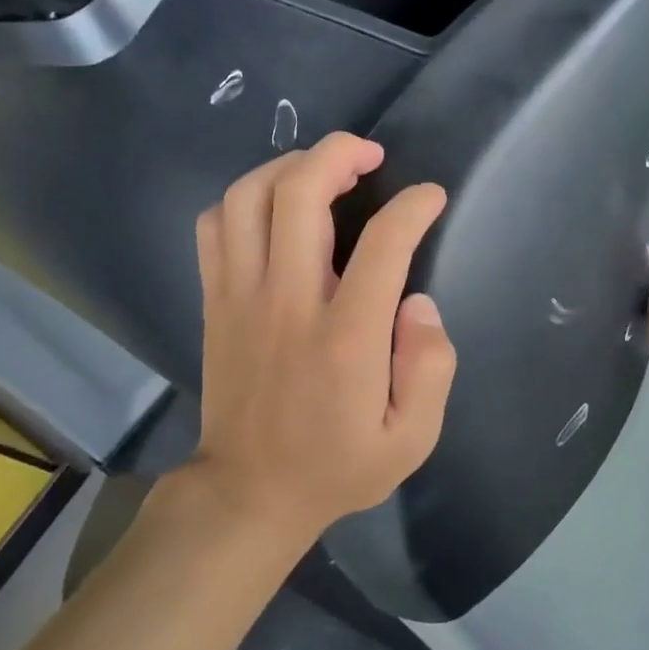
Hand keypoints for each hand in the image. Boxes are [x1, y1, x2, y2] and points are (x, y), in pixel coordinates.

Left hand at [162, 133, 456, 549]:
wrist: (249, 495)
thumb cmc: (338, 466)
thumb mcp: (413, 439)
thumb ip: (431, 367)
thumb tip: (418, 303)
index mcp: (346, 338)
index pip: (383, 243)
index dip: (414, 206)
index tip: (432, 198)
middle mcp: (288, 303)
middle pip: (299, 194)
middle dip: (340, 154)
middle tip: (371, 156)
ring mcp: (241, 298)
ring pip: (249, 197)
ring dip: (290, 167)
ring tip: (324, 170)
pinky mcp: (216, 302)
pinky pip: (216, 225)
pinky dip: (246, 198)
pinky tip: (276, 206)